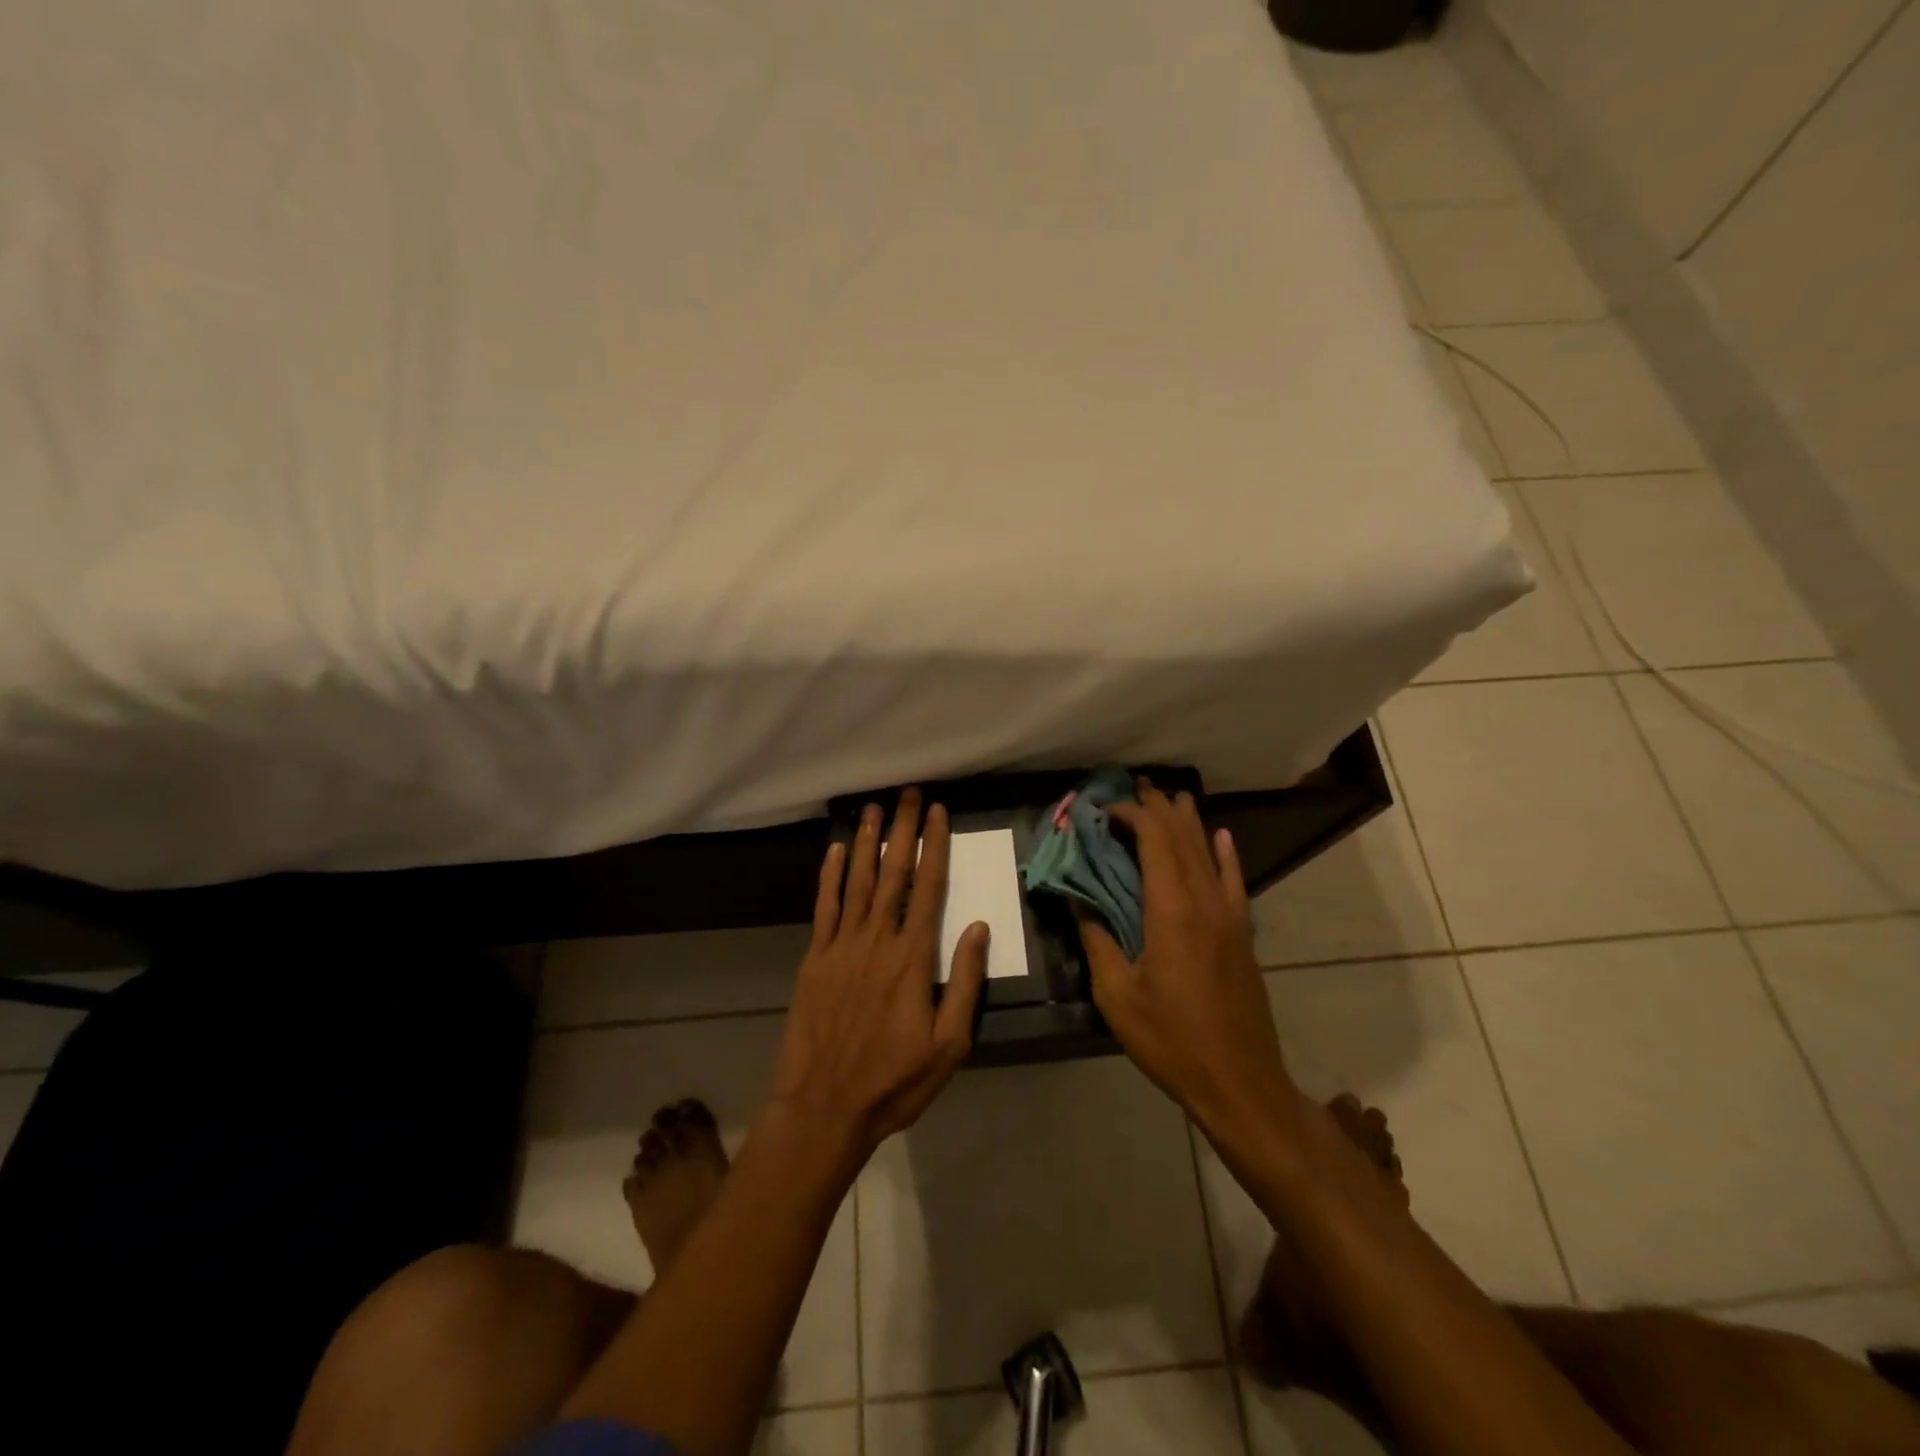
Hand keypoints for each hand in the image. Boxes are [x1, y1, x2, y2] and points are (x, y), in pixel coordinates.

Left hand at [770, 789, 990, 1158]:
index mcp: (913, 957)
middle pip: (893, 872)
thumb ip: (964, 981)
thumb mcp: (949, 1043)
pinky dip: (828, 876)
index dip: (933, 845)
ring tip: (872, 808)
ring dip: (865, 841)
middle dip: (901, 829)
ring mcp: (841, 946)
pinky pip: (823, 907)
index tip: (936, 812)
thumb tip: (978, 926)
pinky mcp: (815, 959)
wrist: (825, 1107)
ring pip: (856, 881)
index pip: (929, 887)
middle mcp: (877, 940)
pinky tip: (833, 851)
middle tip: (907, 792)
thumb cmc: (895, 1080)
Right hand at [1075, 781, 1301, 1147]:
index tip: (1104, 809)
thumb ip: (1097, 939)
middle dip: (1158, 809)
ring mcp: (1230, 917)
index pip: (1154, 841)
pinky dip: (1226, 854)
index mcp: (1171, 911)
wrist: (1239, 1081)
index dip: (1131, 816)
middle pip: (1182, 839)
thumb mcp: (1117, 995)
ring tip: (1172, 797)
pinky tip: (1221, 836)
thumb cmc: (1170, 1040)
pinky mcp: (1242, 935)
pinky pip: (1234, 882)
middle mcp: (1204, 902)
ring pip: (1208, 854)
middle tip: (1136, 786)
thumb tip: (1076, 899)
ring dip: (1188, 823)